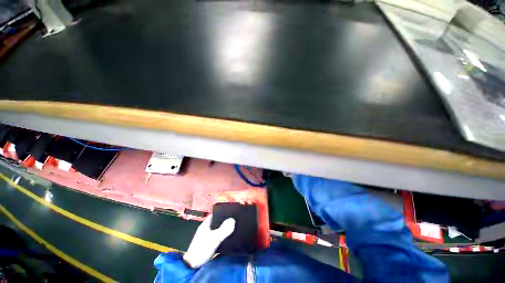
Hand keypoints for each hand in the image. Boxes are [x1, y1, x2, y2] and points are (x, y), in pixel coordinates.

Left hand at [183, 214, 234, 268]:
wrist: (192, 266)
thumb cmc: (202, 248)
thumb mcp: (214, 238)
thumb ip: (224, 229)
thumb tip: (233, 220)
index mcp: (205, 224)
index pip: (214, 214)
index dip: (222, 212)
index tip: (231, 211)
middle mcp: (205, 229)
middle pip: (216, 222)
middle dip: (224, 220)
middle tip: (234, 219)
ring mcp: (206, 237)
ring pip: (217, 229)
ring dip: (223, 228)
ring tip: (233, 227)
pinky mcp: (207, 244)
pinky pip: (216, 236)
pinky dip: (222, 235)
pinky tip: (228, 237)